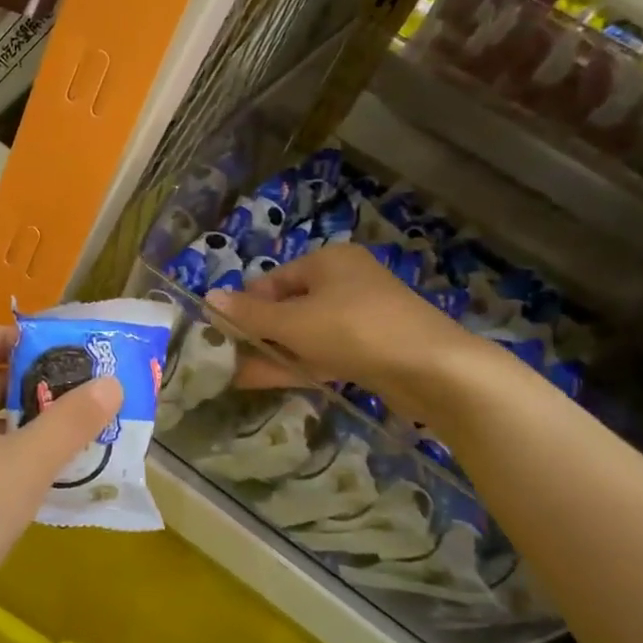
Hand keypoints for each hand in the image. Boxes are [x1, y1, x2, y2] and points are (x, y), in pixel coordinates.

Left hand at [0, 324, 119, 642]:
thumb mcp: (26, 463)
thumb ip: (70, 422)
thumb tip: (112, 384)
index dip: (5, 335)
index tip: (54, 352)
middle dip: (29, 386)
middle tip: (83, 397)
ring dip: (25, 432)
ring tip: (78, 440)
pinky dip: (9, 470)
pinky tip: (47, 490)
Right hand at [208, 245, 489, 407]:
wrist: (433, 369)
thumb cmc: (355, 330)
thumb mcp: (295, 321)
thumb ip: (250, 314)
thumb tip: (208, 296)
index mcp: (327, 261)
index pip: (272, 280)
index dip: (245, 305)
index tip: (221, 332)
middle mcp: (344, 282)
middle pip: (288, 306)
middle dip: (257, 332)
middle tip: (226, 356)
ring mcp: (359, 317)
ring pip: (304, 333)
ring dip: (272, 352)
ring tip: (235, 373)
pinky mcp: (370, 348)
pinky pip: (322, 352)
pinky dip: (296, 364)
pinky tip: (264, 380)